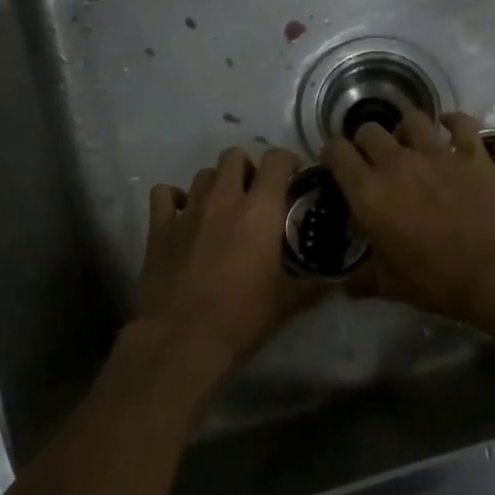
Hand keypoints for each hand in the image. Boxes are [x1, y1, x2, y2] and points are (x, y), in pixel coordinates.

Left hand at [135, 146, 317, 368]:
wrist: (182, 337)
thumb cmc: (241, 316)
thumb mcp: (287, 302)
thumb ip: (313, 284)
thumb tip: (335, 280)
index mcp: (260, 210)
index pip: (276, 160)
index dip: (287, 162)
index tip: (293, 178)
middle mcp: (223, 199)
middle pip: (234, 156)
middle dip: (247, 167)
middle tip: (255, 192)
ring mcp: (188, 210)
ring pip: (203, 174)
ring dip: (216, 183)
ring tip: (222, 206)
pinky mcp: (159, 226)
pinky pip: (165, 194)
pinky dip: (175, 198)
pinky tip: (183, 214)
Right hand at [321, 110, 494, 323]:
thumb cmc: (436, 281)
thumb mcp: (390, 285)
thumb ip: (363, 278)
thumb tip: (346, 285)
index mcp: (368, 193)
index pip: (336, 152)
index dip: (332, 154)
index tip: (337, 165)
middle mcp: (396, 163)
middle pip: (369, 130)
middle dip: (365, 142)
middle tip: (374, 160)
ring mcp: (436, 153)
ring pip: (411, 118)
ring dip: (405, 128)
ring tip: (410, 143)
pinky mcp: (472, 152)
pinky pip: (460, 122)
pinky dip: (453, 121)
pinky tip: (450, 128)